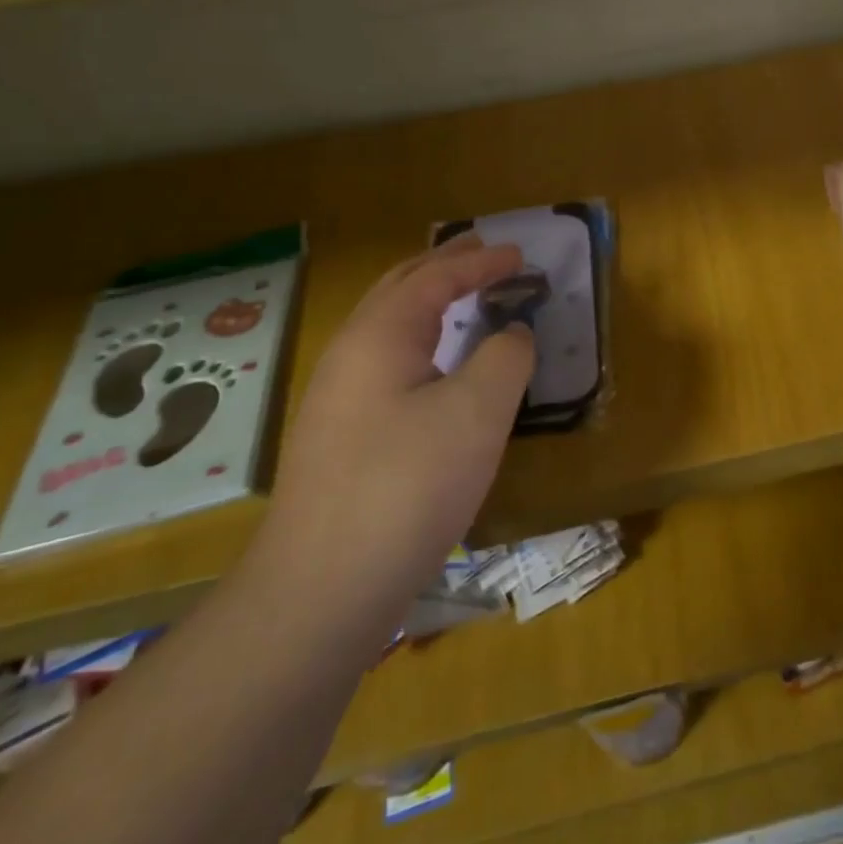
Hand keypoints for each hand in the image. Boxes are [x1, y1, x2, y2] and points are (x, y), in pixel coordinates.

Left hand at [263, 234, 534, 616]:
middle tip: (483, 252)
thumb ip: (505, 356)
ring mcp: (337, 400)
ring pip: (388, 329)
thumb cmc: (407, 486)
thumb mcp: (477, 412)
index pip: (435, 277)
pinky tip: (438, 370)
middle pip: (399, 289)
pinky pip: (387, 364)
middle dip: (443, 266)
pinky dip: (421, 342)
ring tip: (464, 298)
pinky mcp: (340, 439)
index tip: (521, 255)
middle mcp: (349, 355)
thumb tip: (513, 332)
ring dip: (429, 302)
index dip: (481, 261)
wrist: (321, 591)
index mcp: (379, 335)